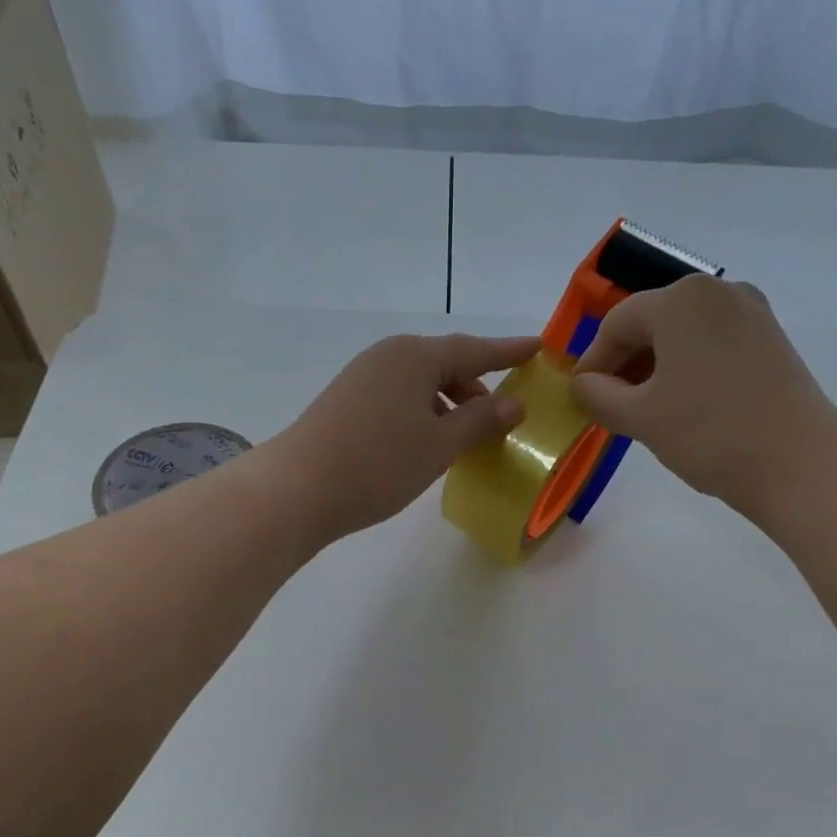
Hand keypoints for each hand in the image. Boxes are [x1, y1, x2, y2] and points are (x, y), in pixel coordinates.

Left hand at [266, 332, 539, 539]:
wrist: (298, 488)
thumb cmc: (379, 462)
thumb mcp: (440, 444)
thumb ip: (481, 420)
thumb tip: (514, 403)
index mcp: (416, 356)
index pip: (474, 350)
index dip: (508, 352)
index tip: (537, 348)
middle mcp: (388, 356)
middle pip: (445, 365)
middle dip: (476, 388)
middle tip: (502, 417)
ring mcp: (363, 378)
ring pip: (420, 385)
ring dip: (449, 406)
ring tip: (467, 438)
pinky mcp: (346, 402)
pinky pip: (399, 399)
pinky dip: (422, 415)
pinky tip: (427, 444)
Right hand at [569, 275, 836, 513]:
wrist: (798, 462)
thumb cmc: (709, 434)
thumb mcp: (639, 417)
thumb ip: (597, 395)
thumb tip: (582, 384)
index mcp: (681, 299)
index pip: (616, 324)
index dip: (592, 363)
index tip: (581, 400)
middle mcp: (717, 290)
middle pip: (650, 322)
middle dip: (623, 364)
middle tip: (609, 407)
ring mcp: (749, 312)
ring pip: (680, 334)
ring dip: (653, 367)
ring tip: (642, 410)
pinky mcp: (768, 338)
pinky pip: (709, 343)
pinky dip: (685, 367)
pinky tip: (680, 404)